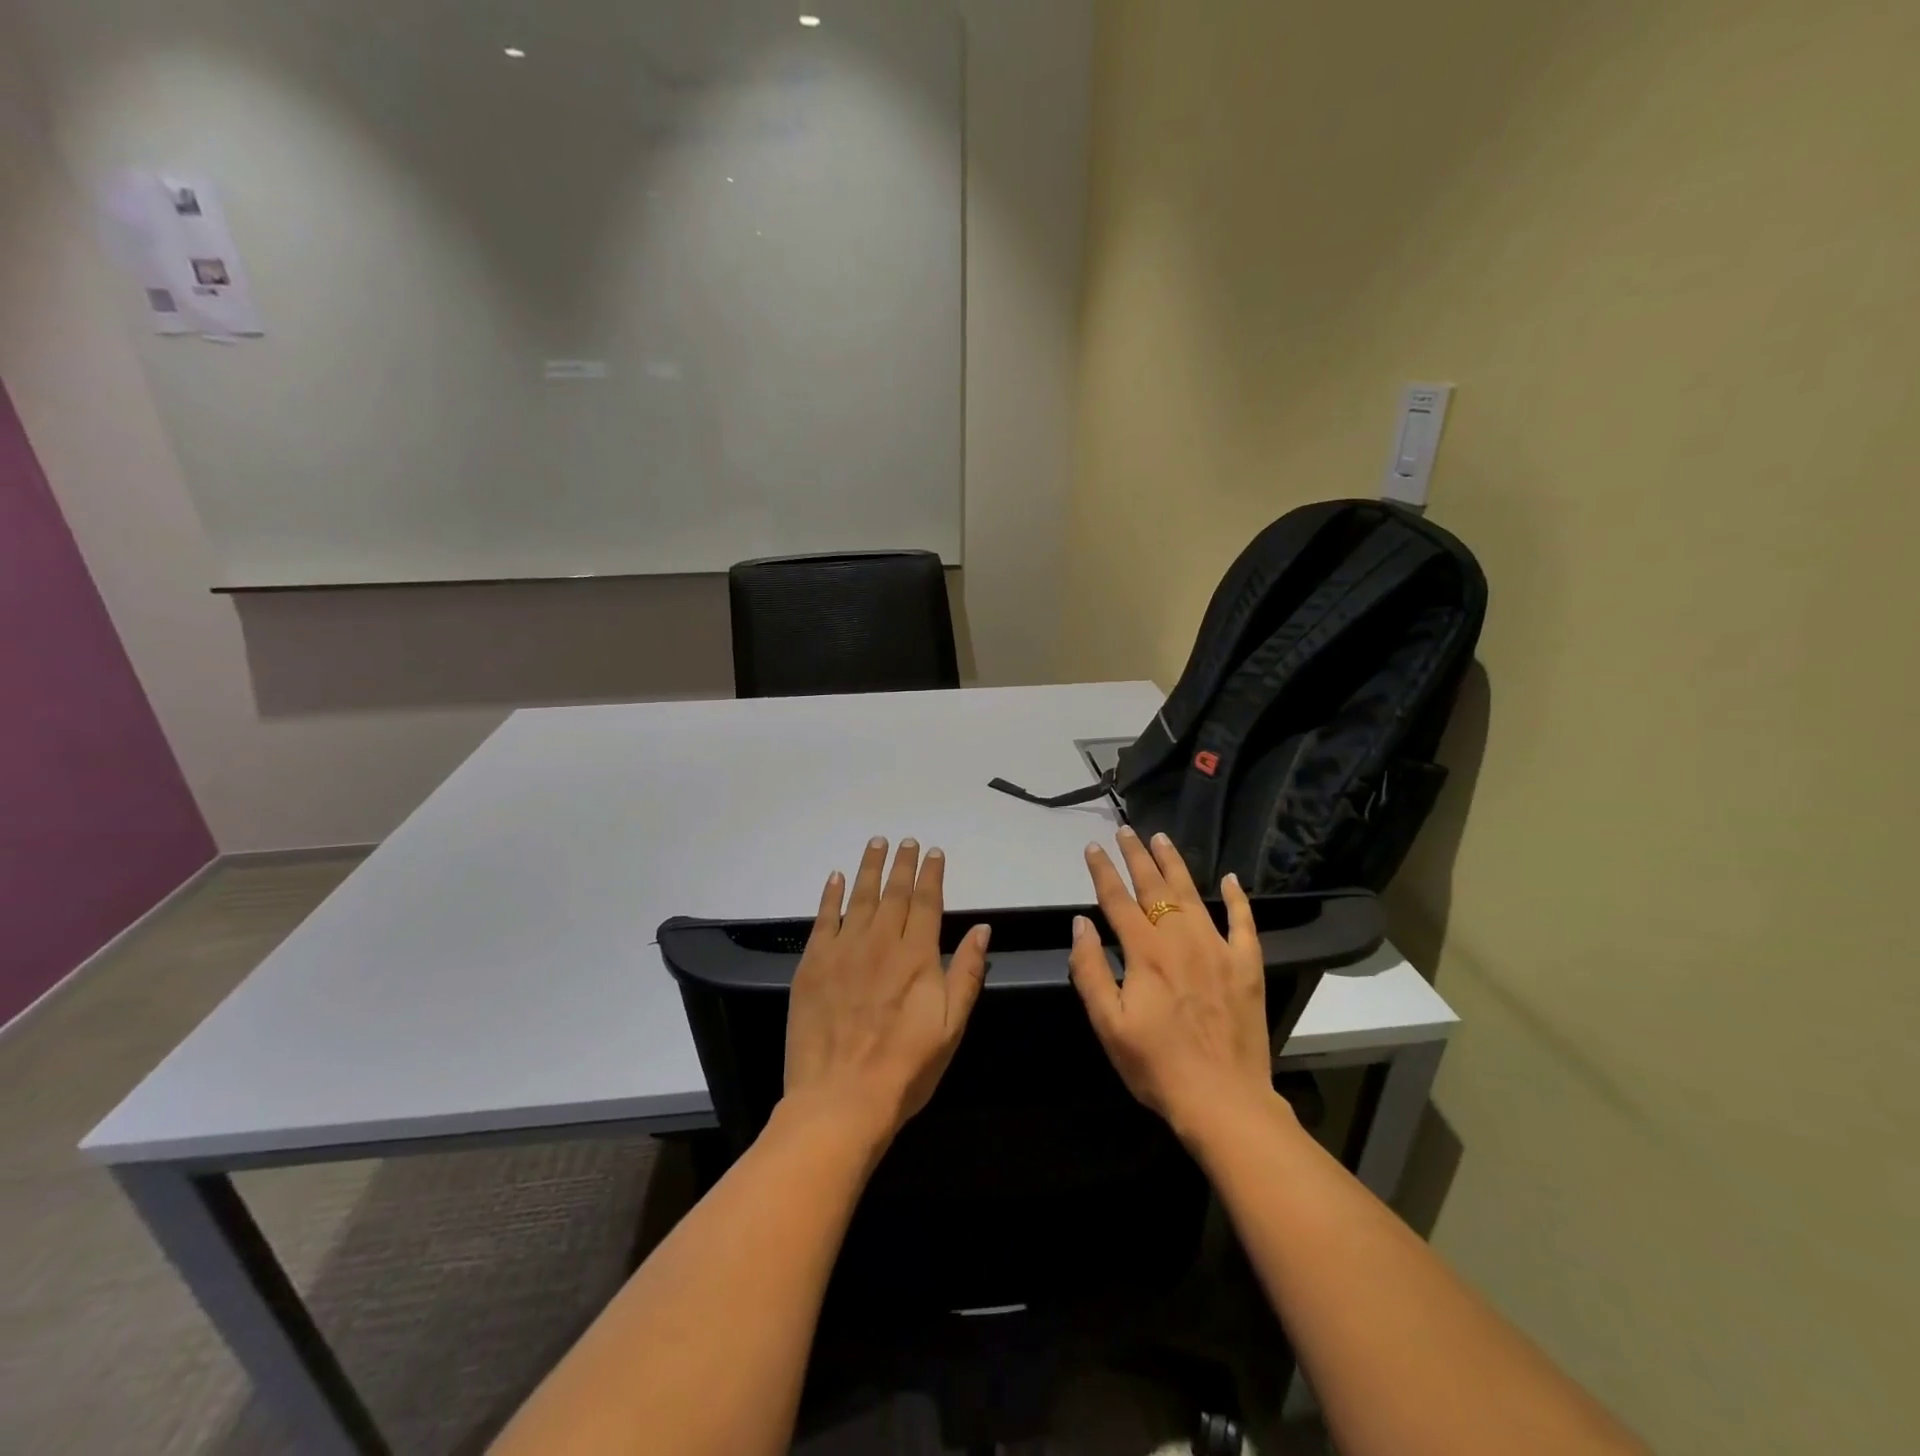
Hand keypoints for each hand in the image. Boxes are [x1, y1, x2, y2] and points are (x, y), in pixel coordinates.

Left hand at [783, 837, 991, 1149]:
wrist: (841, 1098)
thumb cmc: (906, 1067)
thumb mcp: (951, 1026)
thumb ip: (967, 973)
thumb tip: (983, 930)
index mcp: (917, 956)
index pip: (927, 903)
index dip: (930, 875)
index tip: (933, 852)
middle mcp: (882, 942)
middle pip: (894, 892)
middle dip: (902, 863)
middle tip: (905, 840)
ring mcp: (844, 950)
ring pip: (860, 897)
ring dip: (869, 868)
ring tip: (875, 844)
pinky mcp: (813, 964)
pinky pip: (823, 918)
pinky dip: (831, 895)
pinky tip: (836, 877)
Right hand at [1067, 827, 1279, 1142]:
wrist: (1223, 1100)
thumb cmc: (1156, 1066)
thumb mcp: (1108, 1024)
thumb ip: (1091, 970)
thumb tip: (1081, 924)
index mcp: (1146, 953)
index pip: (1118, 900)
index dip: (1103, 872)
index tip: (1093, 847)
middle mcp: (1181, 940)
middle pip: (1155, 887)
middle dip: (1137, 856)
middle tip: (1126, 830)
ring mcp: (1218, 949)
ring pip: (1194, 894)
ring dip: (1175, 864)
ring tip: (1162, 839)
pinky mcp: (1247, 966)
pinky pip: (1243, 923)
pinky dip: (1238, 899)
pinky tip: (1232, 879)